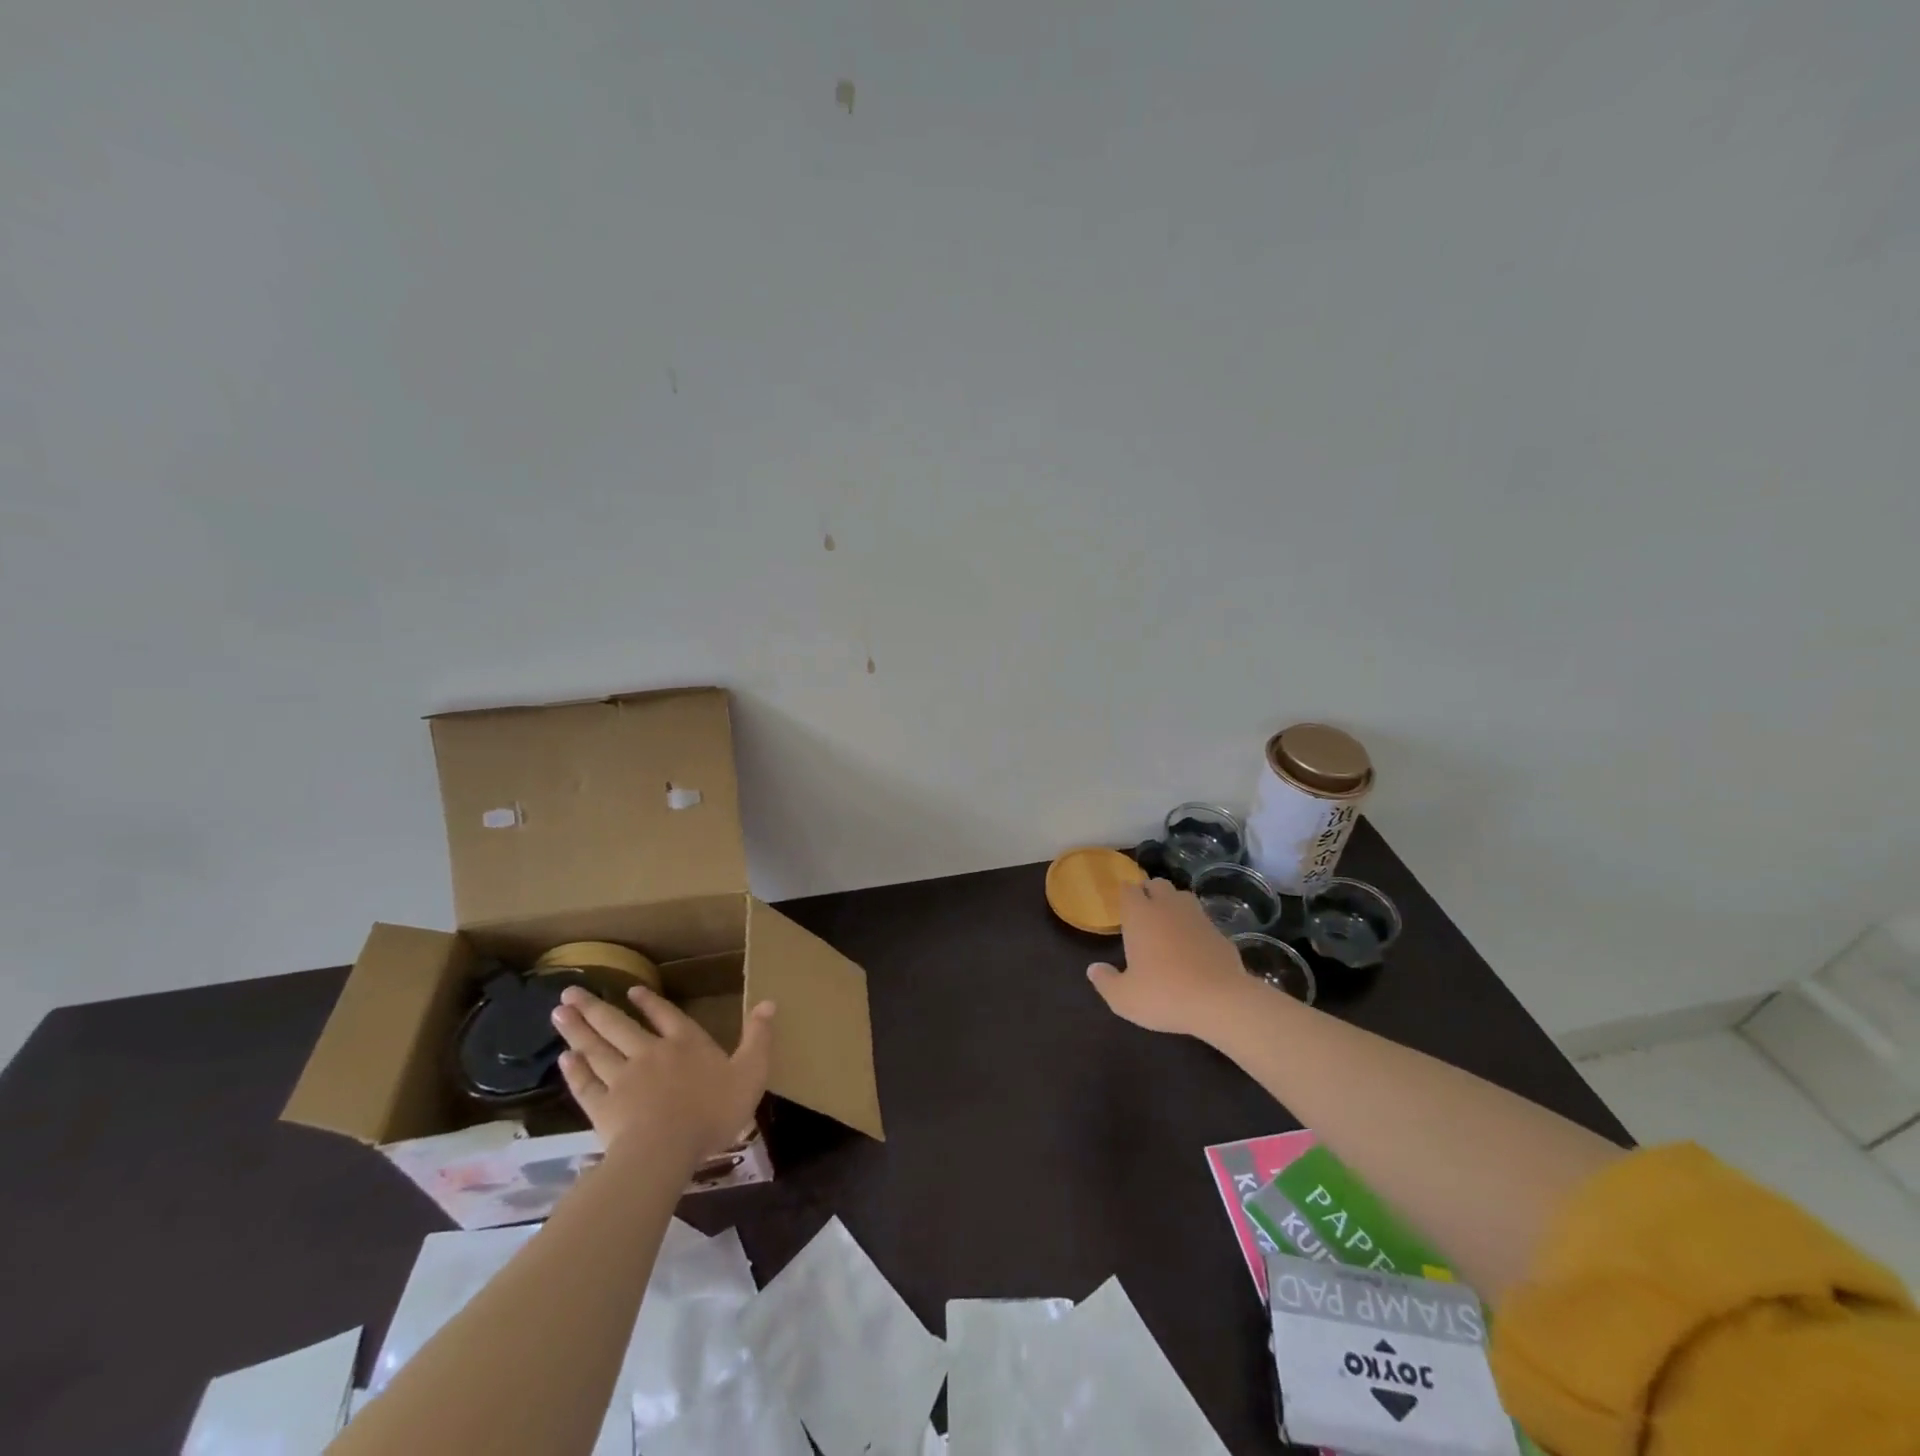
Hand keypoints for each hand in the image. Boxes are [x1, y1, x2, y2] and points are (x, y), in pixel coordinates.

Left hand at [551, 983, 775, 1164]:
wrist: (666, 1149)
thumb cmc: (712, 1111)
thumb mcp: (750, 1072)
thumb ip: (758, 1037)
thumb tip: (769, 1001)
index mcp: (686, 1044)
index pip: (666, 1015)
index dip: (649, 1002)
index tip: (630, 989)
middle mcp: (651, 1053)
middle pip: (619, 1025)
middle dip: (596, 1007)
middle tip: (570, 991)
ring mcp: (622, 1079)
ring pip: (597, 1048)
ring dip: (578, 1030)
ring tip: (559, 1013)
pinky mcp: (603, 1107)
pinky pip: (586, 1084)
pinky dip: (574, 1071)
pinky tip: (564, 1059)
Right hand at [1087, 879, 1250, 1037]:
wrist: (1221, 1002)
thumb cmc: (1164, 995)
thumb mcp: (1124, 998)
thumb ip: (1105, 981)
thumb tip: (1093, 969)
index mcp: (1140, 915)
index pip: (1128, 889)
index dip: (1125, 894)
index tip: (1122, 907)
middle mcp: (1168, 907)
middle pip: (1157, 884)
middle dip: (1149, 892)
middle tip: (1143, 913)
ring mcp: (1197, 917)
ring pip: (1182, 897)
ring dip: (1173, 904)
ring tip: (1168, 924)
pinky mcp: (1220, 932)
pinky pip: (1202, 920)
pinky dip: (1194, 926)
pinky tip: (1193, 946)